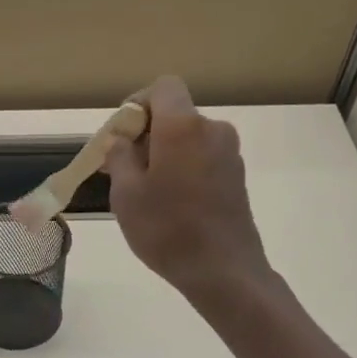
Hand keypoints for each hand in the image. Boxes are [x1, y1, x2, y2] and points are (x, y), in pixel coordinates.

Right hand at [105, 76, 270, 306]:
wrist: (222, 270)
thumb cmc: (166, 230)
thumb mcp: (126, 195)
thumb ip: (120, 157)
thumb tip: (121, 140)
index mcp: (182, 126)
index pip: (163, 87)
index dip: (138, 104)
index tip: (120, 135)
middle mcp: (211, 129)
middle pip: (175, 115)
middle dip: (146, 135)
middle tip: (121, 170)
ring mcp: (229, 153)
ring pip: (188, 140)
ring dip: (164, 155)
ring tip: (144, 193)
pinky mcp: (236, 177)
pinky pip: (202, 159)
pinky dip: (183, 170)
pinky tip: (170, 204)